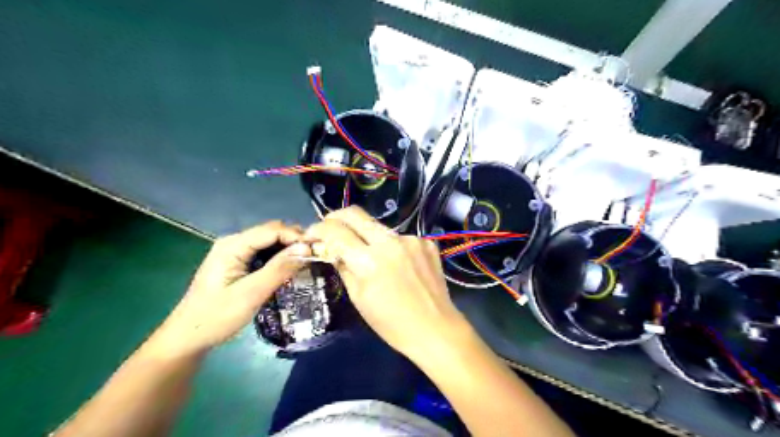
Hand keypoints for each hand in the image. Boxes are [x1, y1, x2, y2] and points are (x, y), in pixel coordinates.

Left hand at [148, 222, 310, 357]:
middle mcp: (234, 242)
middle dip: (295, 241)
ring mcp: (235, 252)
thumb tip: (307, 248)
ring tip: (308, 260)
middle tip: (316, 255)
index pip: (272, 230)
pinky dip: (280, 257)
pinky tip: (291, 267)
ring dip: (289, 249)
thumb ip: (279, 269)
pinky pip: (265, 253)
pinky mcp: (238, 263)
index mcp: (233, 245)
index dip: (297, 236)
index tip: (319, 249)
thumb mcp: (251, 293)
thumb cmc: (217, 317)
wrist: (187, 338)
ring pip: (270, 242)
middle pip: (272, 232)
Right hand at [304, 206, 468, 361]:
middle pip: (355, 214)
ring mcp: (411, 239)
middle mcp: (390, 242)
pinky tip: (397, 264)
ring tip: (369, 255)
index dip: (318, 229)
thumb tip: (331, 250)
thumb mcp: (358, 298)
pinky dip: (391, 246)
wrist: (435, 329)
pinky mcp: (426, 242)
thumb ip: (343, 267)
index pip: (335, 231)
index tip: (313, 235)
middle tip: (330, 229)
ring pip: (378, 227)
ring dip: (366, 235)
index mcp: (369, 261)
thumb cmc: (392, 323)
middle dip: (336, 217)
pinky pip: (400, 237)